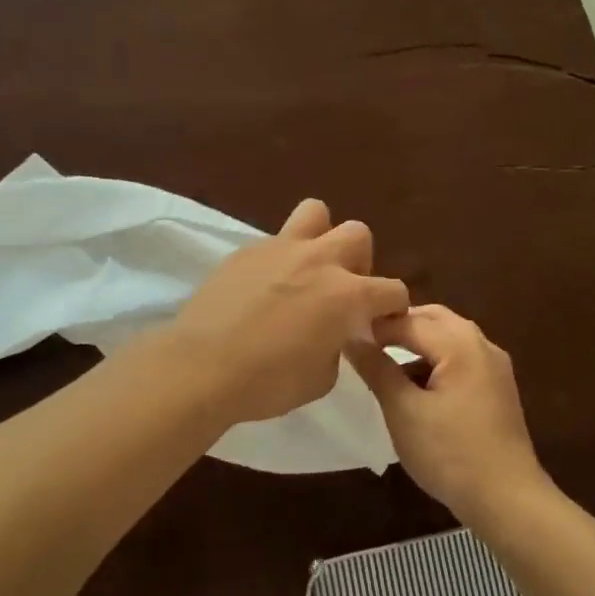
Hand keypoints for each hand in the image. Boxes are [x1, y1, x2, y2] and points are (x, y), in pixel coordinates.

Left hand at [167, 199, 409, 425]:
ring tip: (307, 268)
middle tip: (341, 290)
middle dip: (359, 262)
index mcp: (348, 295)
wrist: (202, 367)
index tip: (378, 324)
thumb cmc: (268, 382)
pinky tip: (263, 287)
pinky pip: (275, 241)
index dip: (392, 308)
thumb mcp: (322, 379)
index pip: (393, 290)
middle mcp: (321, 261)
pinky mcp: (246, 250)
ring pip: (316, 213)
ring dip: (320, 236)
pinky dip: (279, 259)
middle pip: (358, 235)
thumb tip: (334, 334)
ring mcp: (282, 248)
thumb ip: (338, 347)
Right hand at [347, 304, 550, 525]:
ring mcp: (494, 365)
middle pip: (434, 318)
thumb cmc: (450, 453)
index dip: (374, 326)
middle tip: (365, 342)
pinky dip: (436, 360)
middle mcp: (482, 344)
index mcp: (459, 343)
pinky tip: (416, 385)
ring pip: (449, 337)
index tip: (343, 334)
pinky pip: (462, 357)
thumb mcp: (404, 411)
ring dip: (418, 342)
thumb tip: (352, 338)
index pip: (408, 320)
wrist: (507, 499)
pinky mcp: (498, 387)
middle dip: (399, 326)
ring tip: (385, 364)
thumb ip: (377, 369)